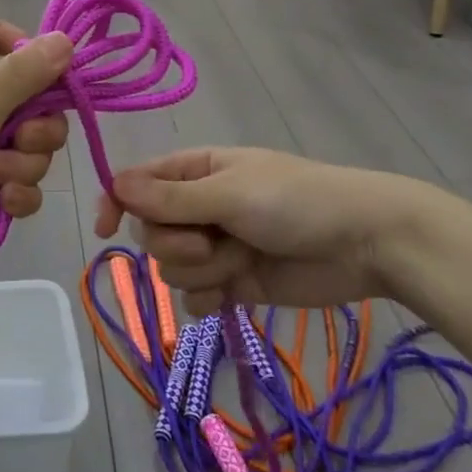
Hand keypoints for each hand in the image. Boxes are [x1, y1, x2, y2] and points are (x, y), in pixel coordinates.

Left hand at [0, 19, 73, 244]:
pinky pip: (15, 185)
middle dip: (38, 132)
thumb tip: (67, 38)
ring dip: (22, 168)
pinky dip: (14, 195)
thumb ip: (26, 74)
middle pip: (35, 104)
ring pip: (29, 151)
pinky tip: (0, 205)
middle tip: (17, 141)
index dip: (20, 45)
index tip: (42, 73)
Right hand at [93, 146, 442, 309]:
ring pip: (171, 268)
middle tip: (212, 242)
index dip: (116, 204)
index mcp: (194, 172)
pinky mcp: (233, 284)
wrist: (366, 244)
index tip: (105, 229)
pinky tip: (235, 294)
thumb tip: (114, 184)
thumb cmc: (296, 201)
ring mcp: (215, 247)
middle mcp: (197, 208)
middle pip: (151, 233)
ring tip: (241, 263)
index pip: (136, 185)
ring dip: (201, 271)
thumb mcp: (229, 192)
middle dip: (176, 244)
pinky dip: (209, 298)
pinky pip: (195, 298)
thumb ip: (170, 197)